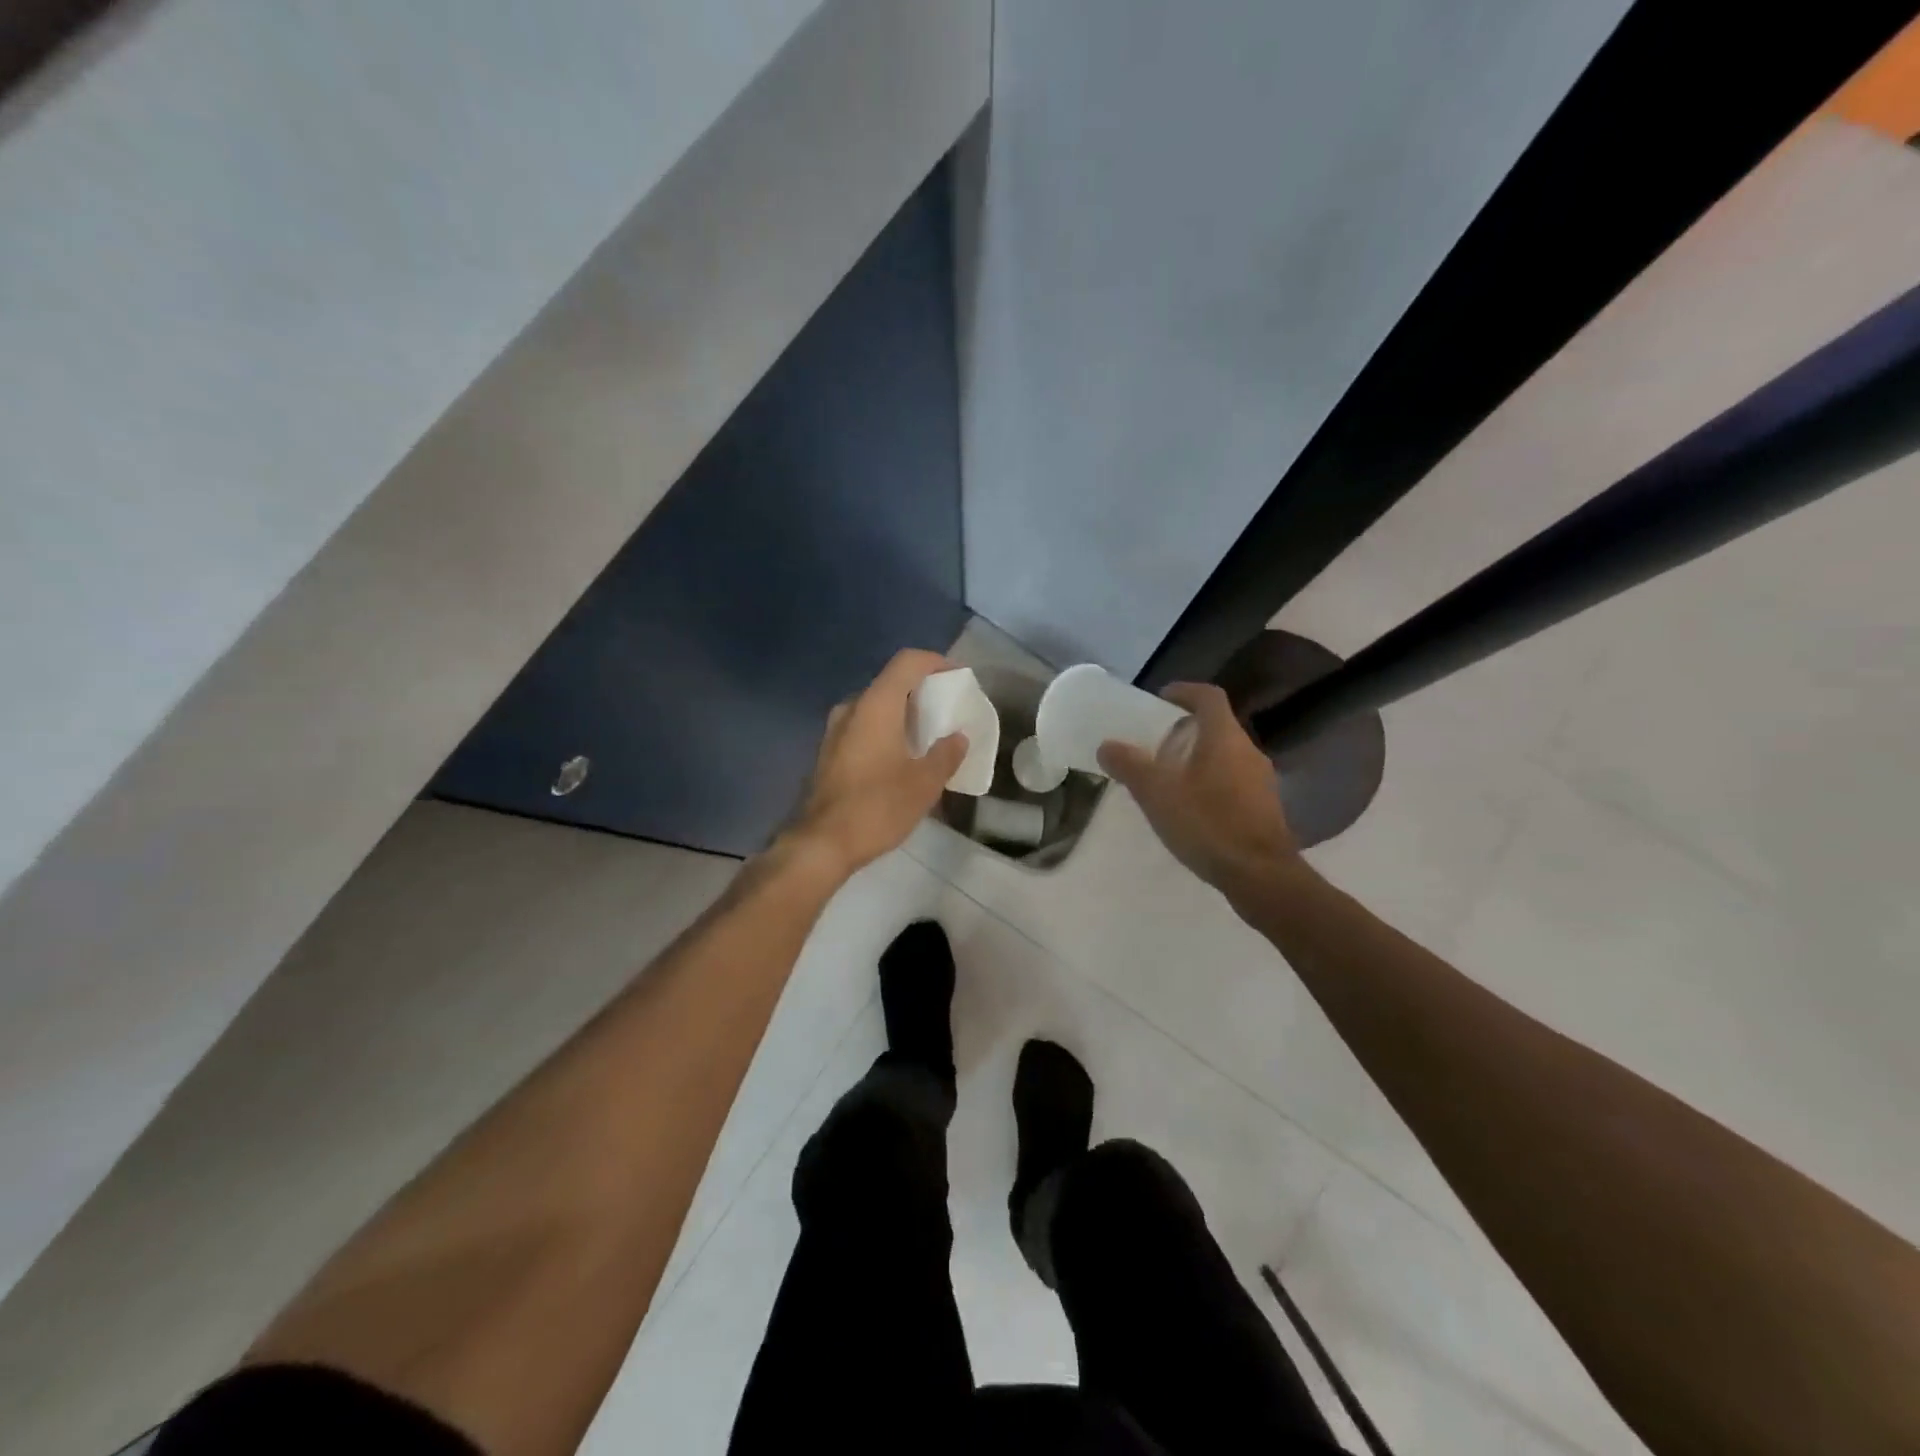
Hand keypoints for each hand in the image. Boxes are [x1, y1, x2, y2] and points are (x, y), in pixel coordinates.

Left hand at [785, 649, 967, 876]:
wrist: (821, 844)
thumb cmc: (877, 807)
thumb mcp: (924, 783)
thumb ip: (946, 754)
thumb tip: (958, 738)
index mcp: (876, 705)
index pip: (908, 662)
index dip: (937, 662)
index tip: (959, 678)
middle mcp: (852, 708)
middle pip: (891, 683)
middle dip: (923, 691)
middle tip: (948, 711)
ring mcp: (835, 730)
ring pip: (876, 707)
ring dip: (903, 714)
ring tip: (929, 736)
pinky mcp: (828, 752)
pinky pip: (864, 727)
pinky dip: (886, 731)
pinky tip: (902, 757)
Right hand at [1097, 682, 1298, 890]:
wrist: (1260, 875)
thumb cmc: (1207, 823)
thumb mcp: (1157, 793)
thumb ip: (1130, 765)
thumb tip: (1107, 746)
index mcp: (1224, 737)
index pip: (1208, 697)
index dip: (1184, 692)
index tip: (1161, 699)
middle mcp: (1248, 751)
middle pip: (1217, 727)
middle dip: (1186, 730)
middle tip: (1156, 744)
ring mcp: (1261, 781)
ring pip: (1226, 756)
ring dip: (1199, 758)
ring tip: (1169, 778)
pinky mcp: (1265, 808)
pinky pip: (1233, 782)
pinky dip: (1211, 783)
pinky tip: (1192, 808)